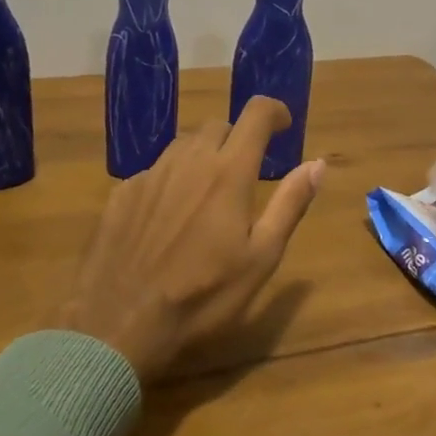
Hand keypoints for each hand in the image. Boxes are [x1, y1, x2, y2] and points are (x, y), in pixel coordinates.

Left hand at [48, 97, 325, 381]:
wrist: (118, 324)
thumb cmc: (203, 297)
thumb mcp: (261, 258)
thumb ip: (290, 204)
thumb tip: (317, 163)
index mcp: (228, 172)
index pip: (256, 114)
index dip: (274, 111)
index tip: (283, 126)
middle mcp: (188, 161)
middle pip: (218, 126)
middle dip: (238, 139)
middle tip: (247, 173)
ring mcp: (150, 174)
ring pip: (183, 145)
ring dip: (204, 156)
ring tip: (208, 195)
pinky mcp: (121, 193)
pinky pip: (155, 171)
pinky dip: (172, 180)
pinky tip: (169, 219)